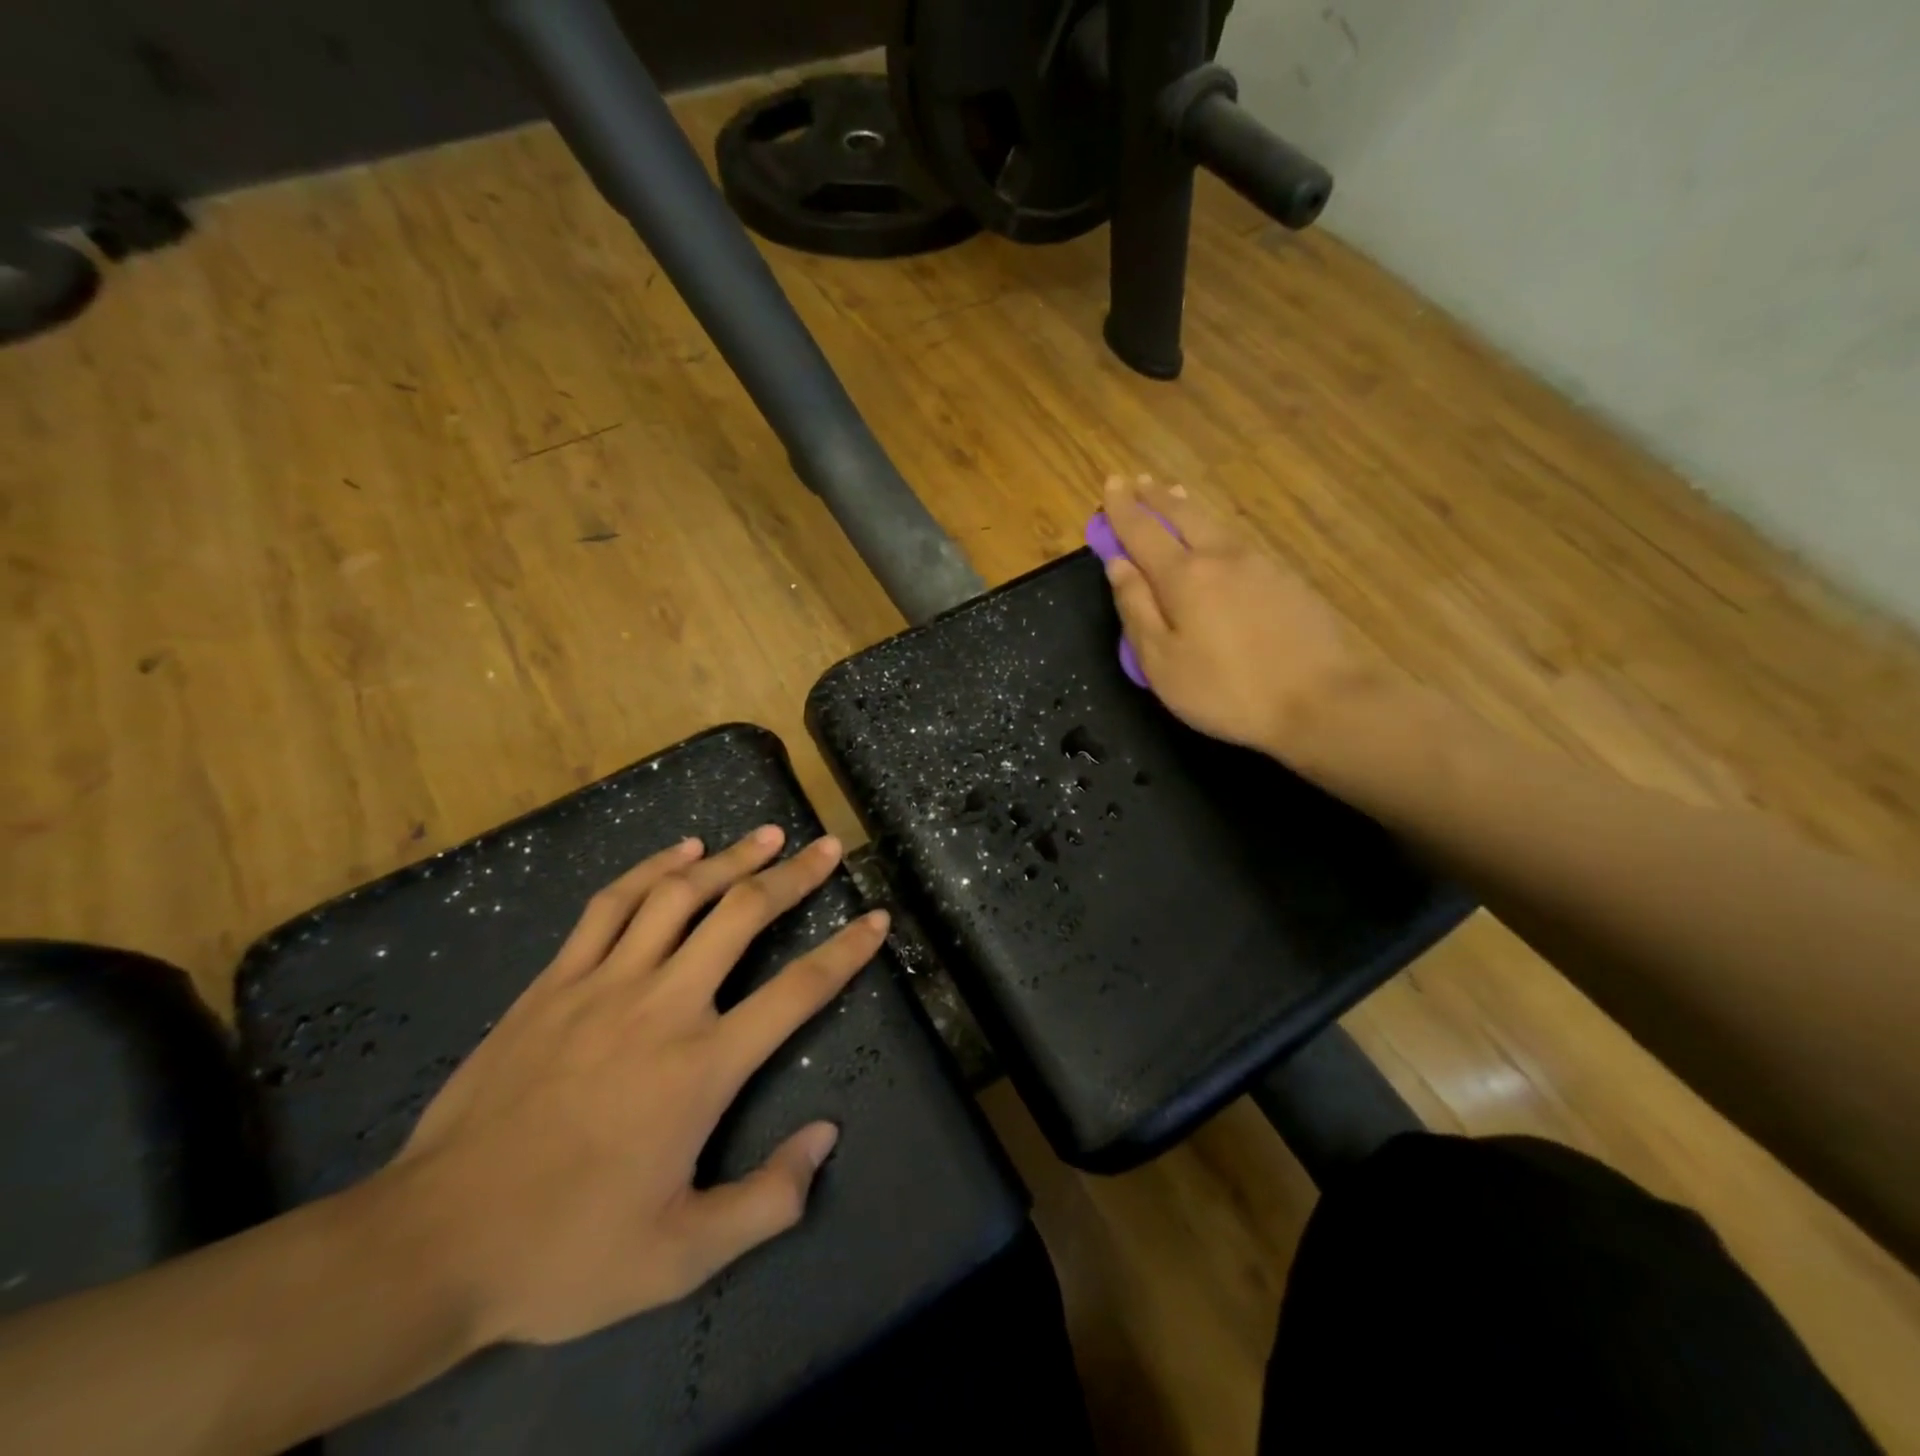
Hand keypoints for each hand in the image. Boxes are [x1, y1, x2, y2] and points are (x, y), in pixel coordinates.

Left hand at [383, 827, 887, 1346]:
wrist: (431, 1242)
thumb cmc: (566, 1250)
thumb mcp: (682, 1257)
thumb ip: (767, 1200)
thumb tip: (826, 1137)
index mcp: (703, 1067)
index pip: (798, 991)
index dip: (847, 950)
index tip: (877, 918)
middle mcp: (664, 1006)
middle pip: (743, 916)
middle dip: (795, 875)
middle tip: (827, 847)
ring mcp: (605, 984)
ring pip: (680, 895)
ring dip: (731, 858)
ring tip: (768, 834)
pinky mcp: (555, 981)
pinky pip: (611, 905)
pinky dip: (652, 867)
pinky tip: (682, 850)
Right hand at [1102, 474, 1369, 760]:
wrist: (1322, 700)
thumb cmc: (1226, 689)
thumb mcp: (1162, 662)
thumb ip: (1136, 609)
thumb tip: (1118, 565)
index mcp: (1183, 576)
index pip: (1143, 531)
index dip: (1122, 509)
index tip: (1110, 483)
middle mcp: (1221, 557)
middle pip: (1182, 515)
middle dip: (1155, 497)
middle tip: (1137, 481)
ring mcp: (1259, 564)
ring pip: (1214, 523)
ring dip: (1186, 506)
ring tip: (1172, 494)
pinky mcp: (1286, 579)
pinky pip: (1237, 539)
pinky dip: (1214, 527)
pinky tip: (1216, 535)